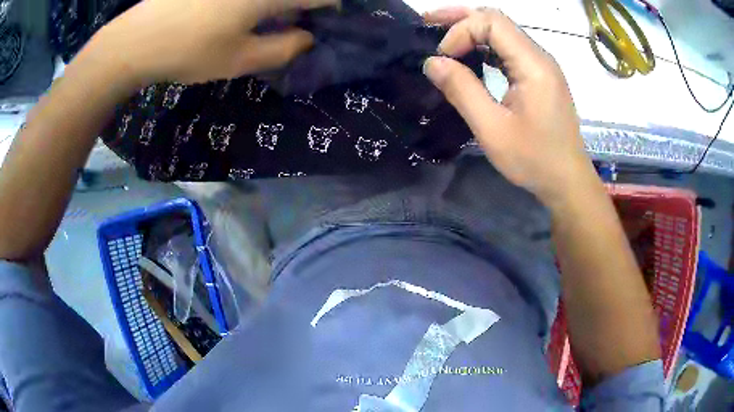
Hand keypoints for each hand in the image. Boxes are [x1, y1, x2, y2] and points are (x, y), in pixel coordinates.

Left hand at [82, 0, 339, 85]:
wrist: (135, 40)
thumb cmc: (188, 51)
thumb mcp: (240, 59)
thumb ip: (284, 49)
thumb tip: (308, 38)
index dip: (330, 7)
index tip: (326, 22)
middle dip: (301, 6)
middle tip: (292, 26)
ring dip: (277, 5)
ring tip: (265, 22)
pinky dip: (254, 4)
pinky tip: (239, 14)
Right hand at [423, 8, 598, 209]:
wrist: (568, 182)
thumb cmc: (534, 160)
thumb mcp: (492, 129)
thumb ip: (462, 91)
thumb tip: (432, 62)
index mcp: (533, 64)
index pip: (492, 22)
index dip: (461, 30)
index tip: (444, 58)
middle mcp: (540, 57)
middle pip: (497, 20)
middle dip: (461, 18)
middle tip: (427, 22)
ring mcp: (542, 66)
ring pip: (503, 33)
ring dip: (471, 30)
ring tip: (441, 36)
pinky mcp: (539, 77)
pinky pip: (509, 50)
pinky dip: (485, 47)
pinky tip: (469, 56)